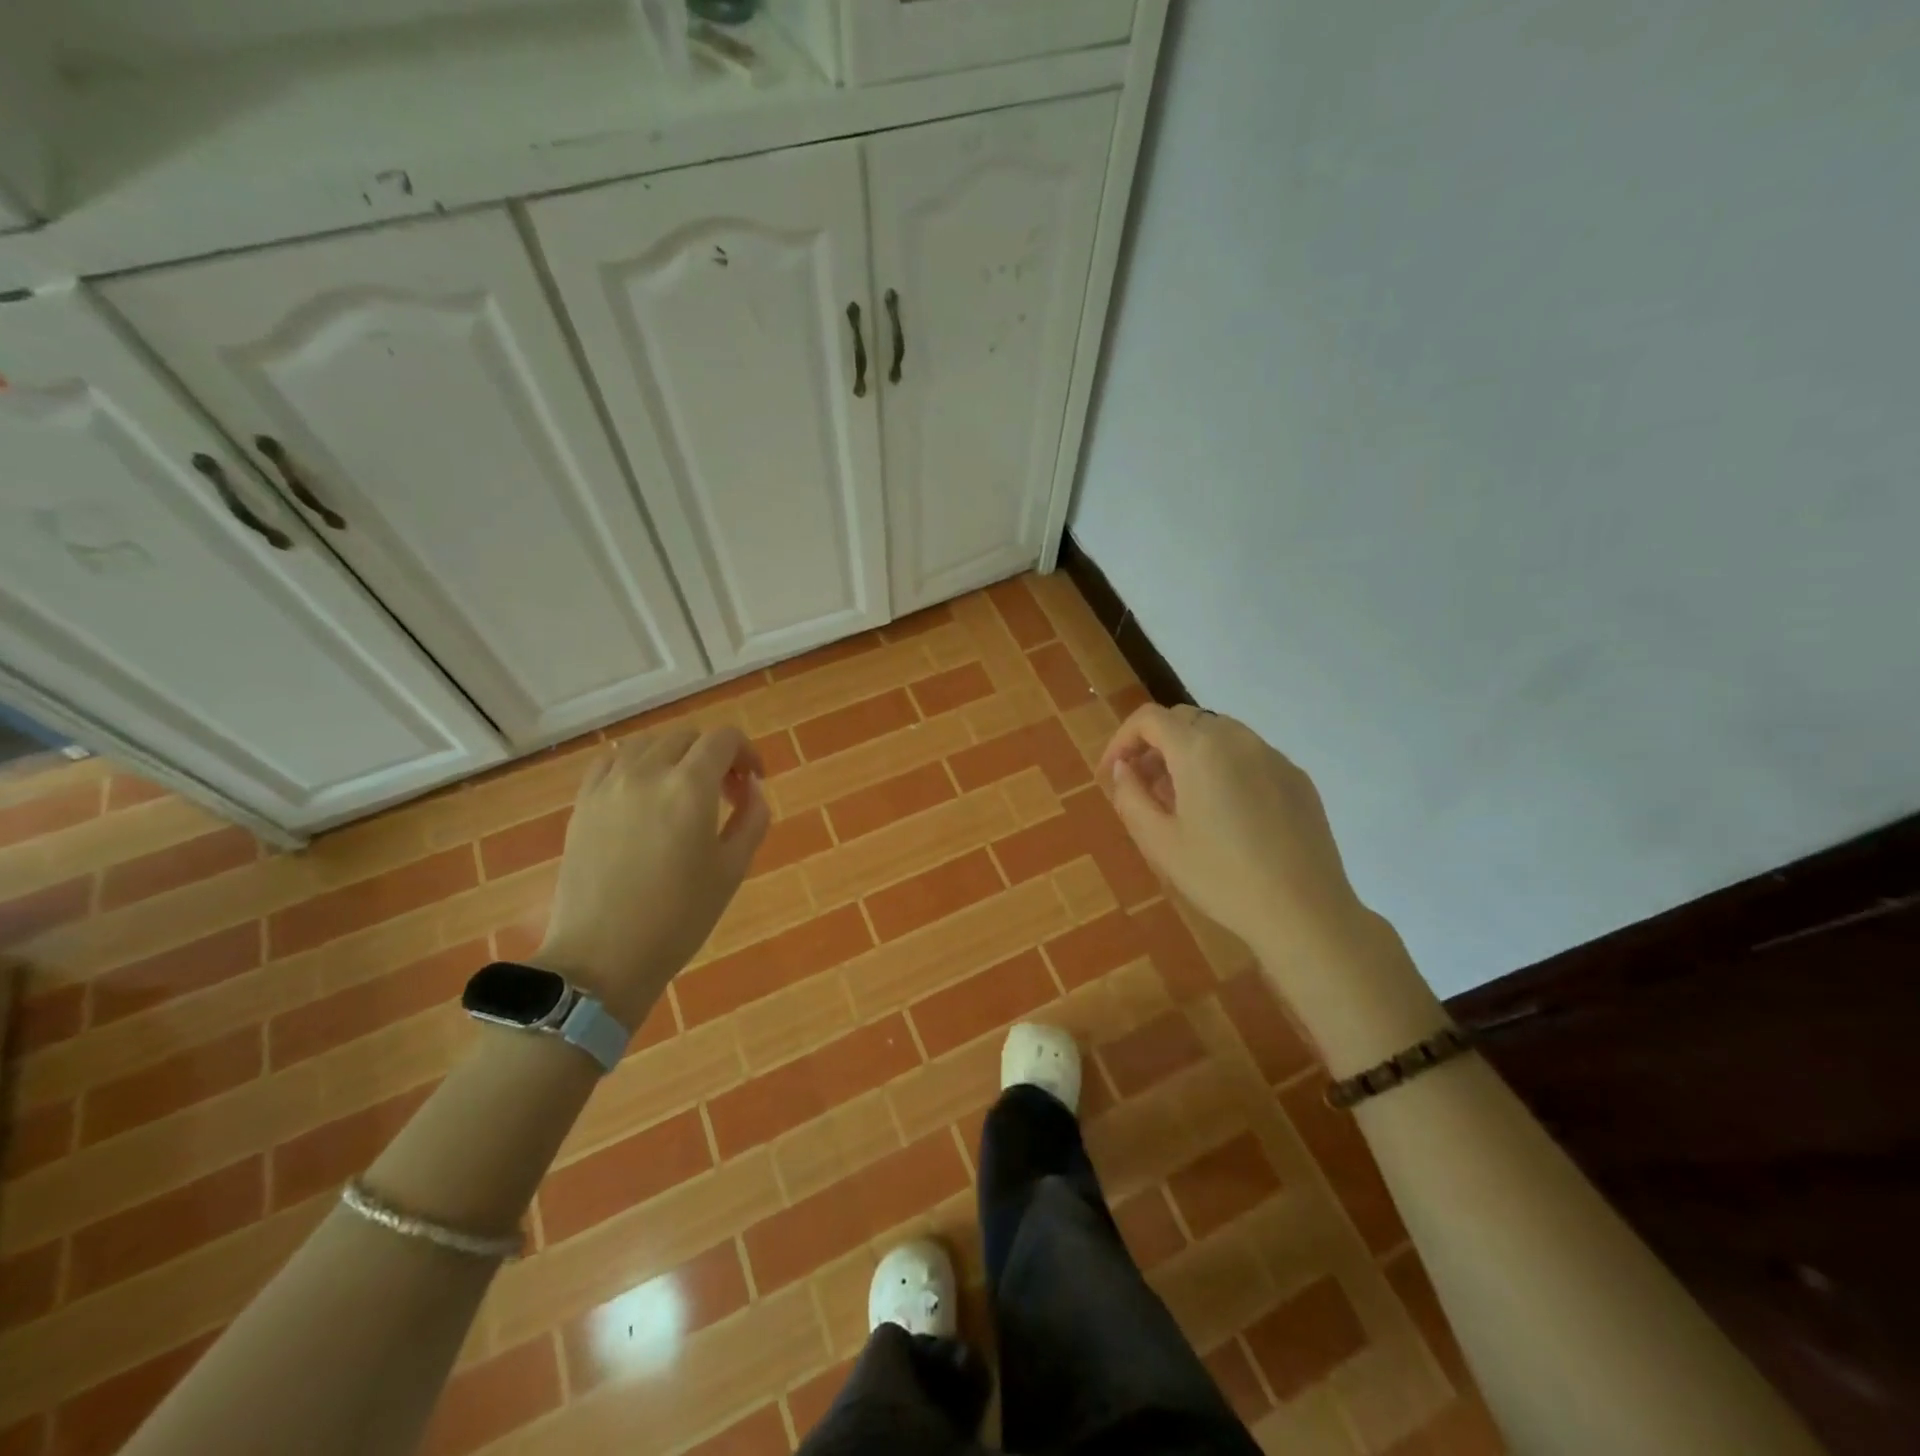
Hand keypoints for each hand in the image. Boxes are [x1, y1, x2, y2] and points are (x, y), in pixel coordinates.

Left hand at [534, 726, 768, 1027]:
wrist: (602, 957)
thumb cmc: (679, 918)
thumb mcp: (732, 870)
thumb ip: (752, 818)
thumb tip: (752, 789)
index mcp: (690, 787)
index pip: (724, 739)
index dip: (747, 752)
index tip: (754, 782)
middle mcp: (647, 772)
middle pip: (687, 737)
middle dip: (714, 756)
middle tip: (725, 794)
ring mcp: (608, 785)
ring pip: (648, 743)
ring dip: (675, 756)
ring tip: (683, 792)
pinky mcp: (583, 803)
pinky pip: (611, 761)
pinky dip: (635, 764)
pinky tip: (643, 794)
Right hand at [1099, 705, 1366, 961]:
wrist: (1304, 912)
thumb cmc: (1221, 877)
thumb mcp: (1159, 842)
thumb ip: (1130, 795)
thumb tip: (1123, 768)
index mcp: (1199, 750)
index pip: (1149, 719)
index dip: (1122, 740)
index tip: (1112, 773)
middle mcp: (1238, 739)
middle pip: (1184, 720)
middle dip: (1155, 745)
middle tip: (1143, 787)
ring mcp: (1273, 756)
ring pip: (1218, 734)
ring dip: (1189, 754)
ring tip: (1181, 801)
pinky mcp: (1296, 778)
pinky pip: (1249, 756)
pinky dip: (1223, 767)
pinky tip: (1225, 813)